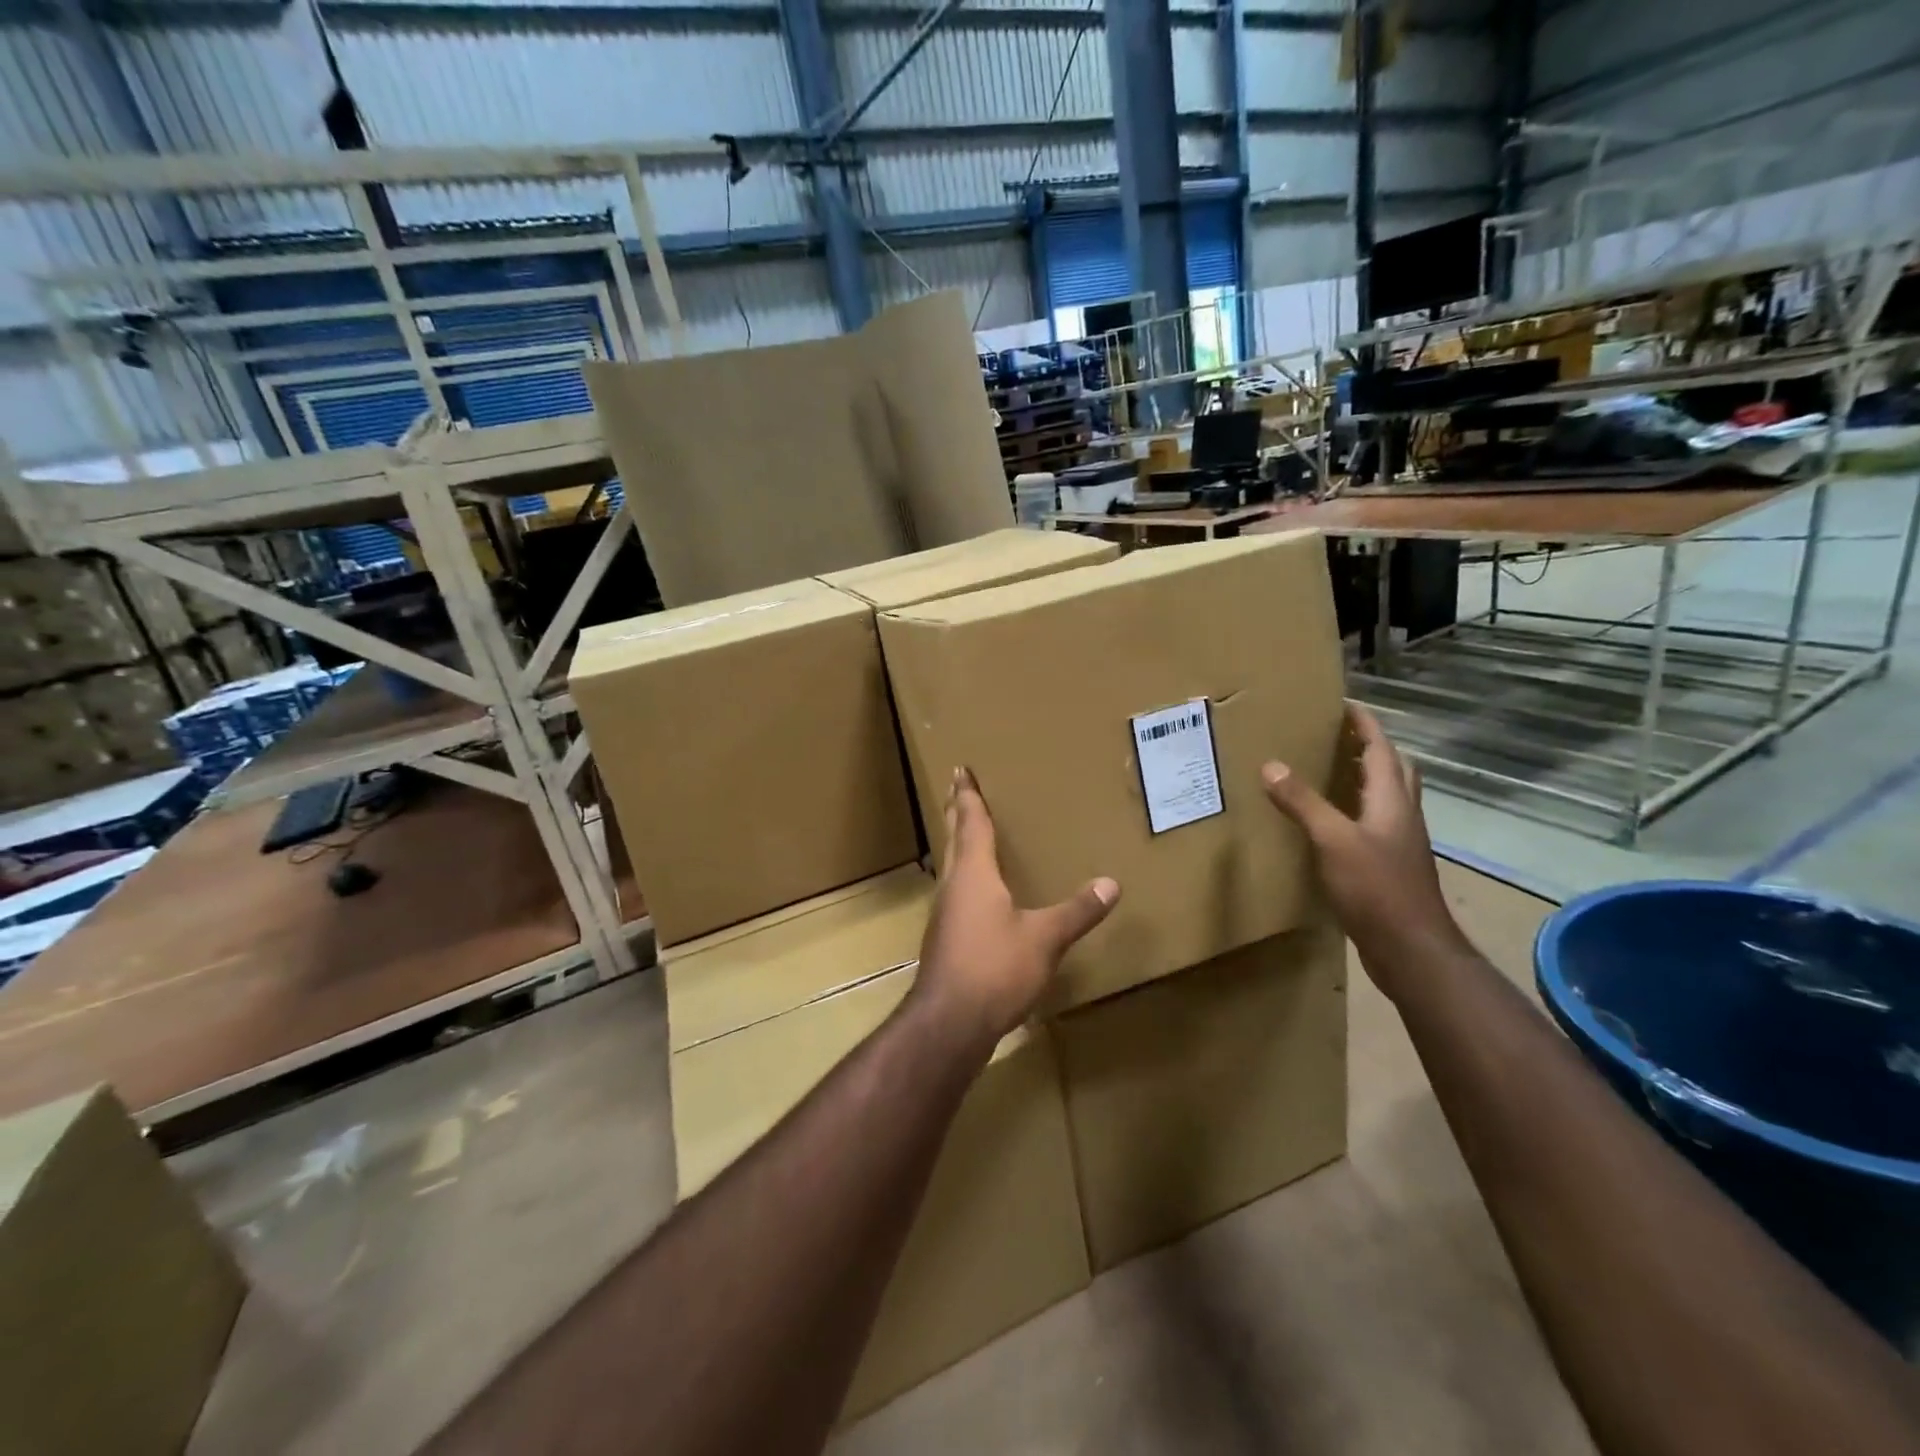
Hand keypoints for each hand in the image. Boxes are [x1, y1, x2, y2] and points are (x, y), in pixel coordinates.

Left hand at [913, 767, 1119, 1049]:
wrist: (949, 1022)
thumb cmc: (995, 968)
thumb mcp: (1044, 938)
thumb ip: (1077, 911)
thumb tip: (1111, 883)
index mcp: (973, 873)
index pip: (970, 822)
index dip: (967, 795)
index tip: (959, 769)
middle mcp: (953, 885)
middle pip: (954, 839)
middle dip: (957, 812)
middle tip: (956, 788)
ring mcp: (945, 913)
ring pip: (952, 866)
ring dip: (959, 845)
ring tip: (970, 834)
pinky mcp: (945, 938)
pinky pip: (956, 893)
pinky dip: (965, 877)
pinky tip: (977, 893)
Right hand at [1260, 704, 1466, 989]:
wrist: (1411, 949)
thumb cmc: (1377, 888)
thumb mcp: (1333, 840)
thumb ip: (1303, 803)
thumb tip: (1271, 765)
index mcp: (1391, 801)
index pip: (1381, 750)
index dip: (1366, 725)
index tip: (1345, 704)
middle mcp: (1401, 816)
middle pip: (1394, 770)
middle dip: (1372, 748)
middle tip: (1341, 737)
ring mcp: (1399, 844)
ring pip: (1387, 798)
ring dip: (1367, 779)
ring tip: (1334, 772)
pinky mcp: (1390, 867)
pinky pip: (1375, 825)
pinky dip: (1357, 811)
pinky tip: (1332, 824)